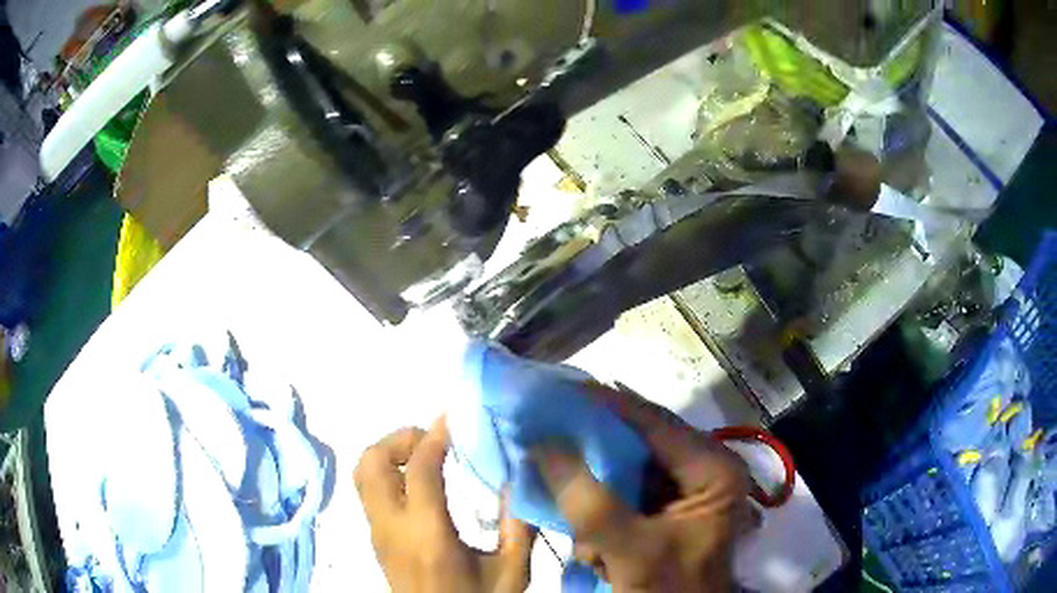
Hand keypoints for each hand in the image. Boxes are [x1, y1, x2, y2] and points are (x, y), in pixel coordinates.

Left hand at [355, 418, 535, 592]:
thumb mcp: (512, 572)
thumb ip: (518, 526)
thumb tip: (518, 481)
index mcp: (428, 534)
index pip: (418, 469)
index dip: (433, 436)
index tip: (453, 419)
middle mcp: (391, 527)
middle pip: (371, 462)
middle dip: (399, 439)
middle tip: (434, 440)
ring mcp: (377, 533)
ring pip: (363, 474)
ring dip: (389, 454)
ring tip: (425, 457)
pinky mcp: (375, 539)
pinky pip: (369, 491)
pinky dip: (387, 472)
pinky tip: (419, 484)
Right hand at [533, 385, 753, 591]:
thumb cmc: (671, 588)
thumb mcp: (632, 551)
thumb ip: (589, 503)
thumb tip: (543, 444)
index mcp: (713, 469)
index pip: (655, 423)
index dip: (606, 405)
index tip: (559, 390)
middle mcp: (702, 468)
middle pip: (639, 442)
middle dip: (593, 451)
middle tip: (547, 434)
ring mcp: (684, 489)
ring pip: (627, 467)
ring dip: (594, 487)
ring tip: (574, 507)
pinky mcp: (665, 508)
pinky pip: (625, 491)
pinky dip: (599, 507)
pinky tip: (590, 540)